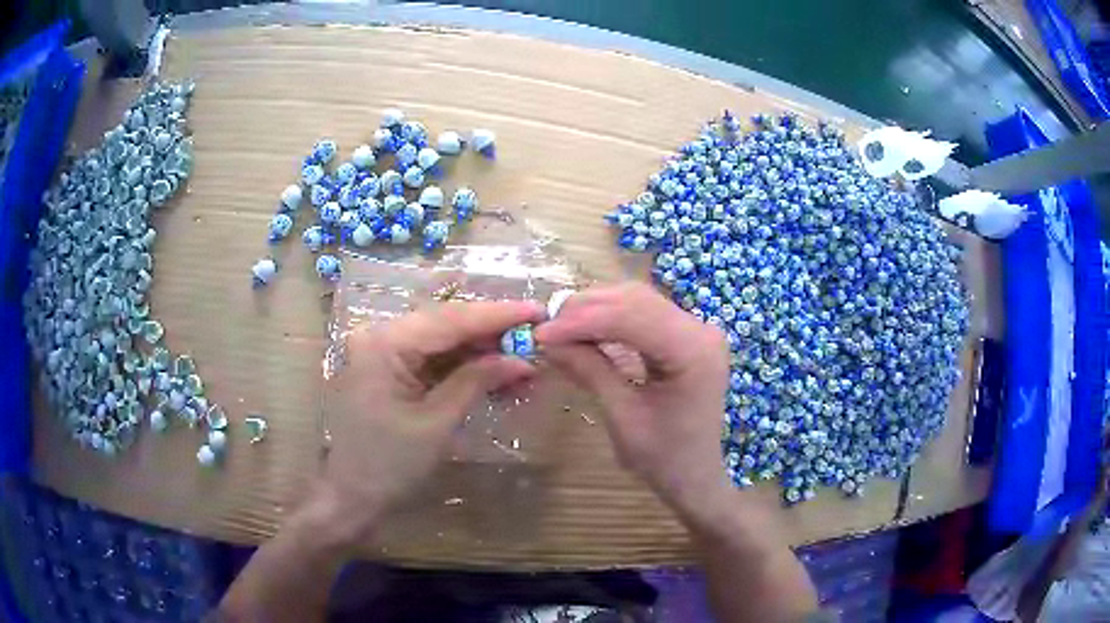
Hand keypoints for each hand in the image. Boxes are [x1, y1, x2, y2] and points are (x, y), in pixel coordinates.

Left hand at [312, 300, 545, 546]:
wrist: (353, 495)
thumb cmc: (389, 464)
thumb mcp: (437, 422)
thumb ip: (477, 381)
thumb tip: (522, 359)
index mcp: (383, 342)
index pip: (449, 320)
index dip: (497, 315)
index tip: (538, 310)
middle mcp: (380, 336)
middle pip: (446, 326)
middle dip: (493, 335)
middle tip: (537, 338)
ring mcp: (383, 352)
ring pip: (443, 343)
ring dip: (482, 353)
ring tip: (524, 363)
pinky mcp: (390, 370)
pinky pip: (433, 361)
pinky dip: (464, 369)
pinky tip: (496, 376)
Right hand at [535, 283, 732, 512]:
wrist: (695, 476)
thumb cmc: (663, 458)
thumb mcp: (622, 417)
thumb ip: (590, 370)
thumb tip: (547, 339)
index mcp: (694, 351)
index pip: (631, 317)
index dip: (582, 321)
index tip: (541, 333)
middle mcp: (700, 330)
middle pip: (635, 299)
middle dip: (586, 310)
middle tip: (546, 329)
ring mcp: (696, 330)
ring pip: (637, 301)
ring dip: (596, 310)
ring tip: (560, 329)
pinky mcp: (686, 336)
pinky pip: (644, 315)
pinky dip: (611, 320)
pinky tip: (585, 332)